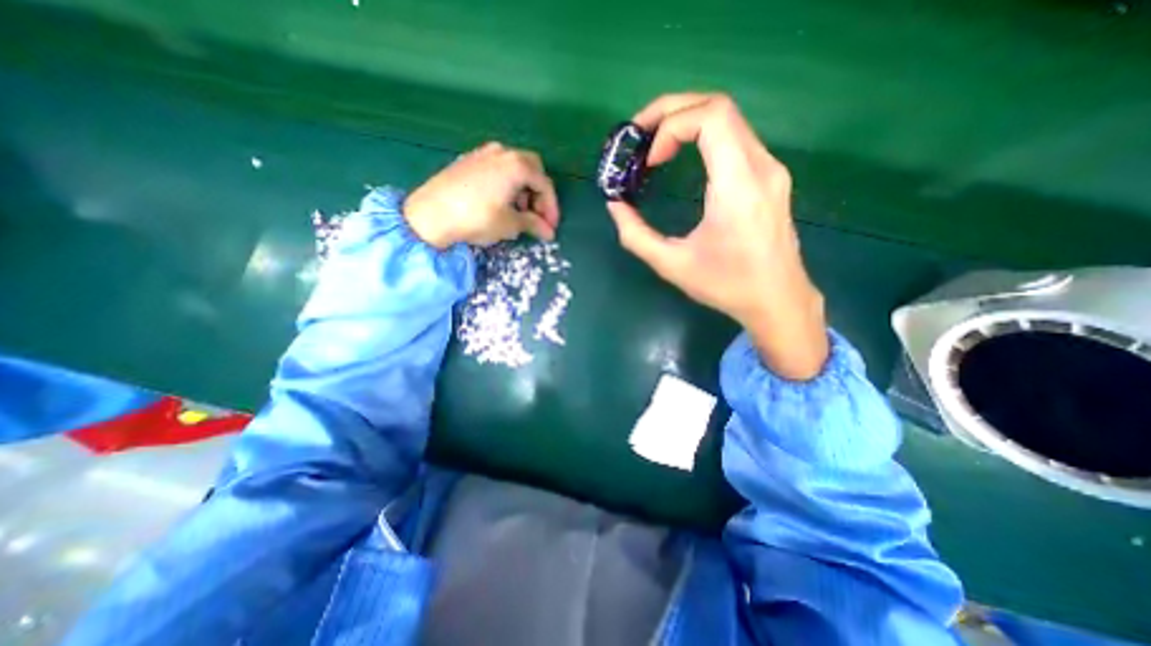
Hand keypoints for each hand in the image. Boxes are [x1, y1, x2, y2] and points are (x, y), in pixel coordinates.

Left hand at [404, 142, 563, 245]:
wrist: (430, 214)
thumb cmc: (477, 218)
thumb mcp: (509, 224)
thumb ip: (533, 224)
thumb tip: (549, 232)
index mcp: (517, 165)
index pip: (545, 185)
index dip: (551, 208)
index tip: (551, 227)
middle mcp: (503, 152)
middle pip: (532, 170)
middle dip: (538, 194)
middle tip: (536, 216)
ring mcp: (483, 153)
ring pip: (514, 168)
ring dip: (522, 189)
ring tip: (517, 213)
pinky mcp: (468, 160)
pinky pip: (497, 169)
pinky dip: (506, 184)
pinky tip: (499, 202)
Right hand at [612, 93, 828, 379]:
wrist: (777, 300)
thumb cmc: (726, 285)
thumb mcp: (672, 265)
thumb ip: (636, 235)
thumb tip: (615, 206)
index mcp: (737, 187)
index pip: (711, 118)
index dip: (671, 125)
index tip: (649, 160)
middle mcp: (760, 167)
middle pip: (719, 107)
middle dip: (672, 110)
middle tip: (640, 133)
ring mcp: (770, 169)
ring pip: (728, 118)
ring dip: (687, 121)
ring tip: (656, 145)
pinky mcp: (770, 177)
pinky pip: (735, 137)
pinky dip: (703, 135)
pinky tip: (683, 155)